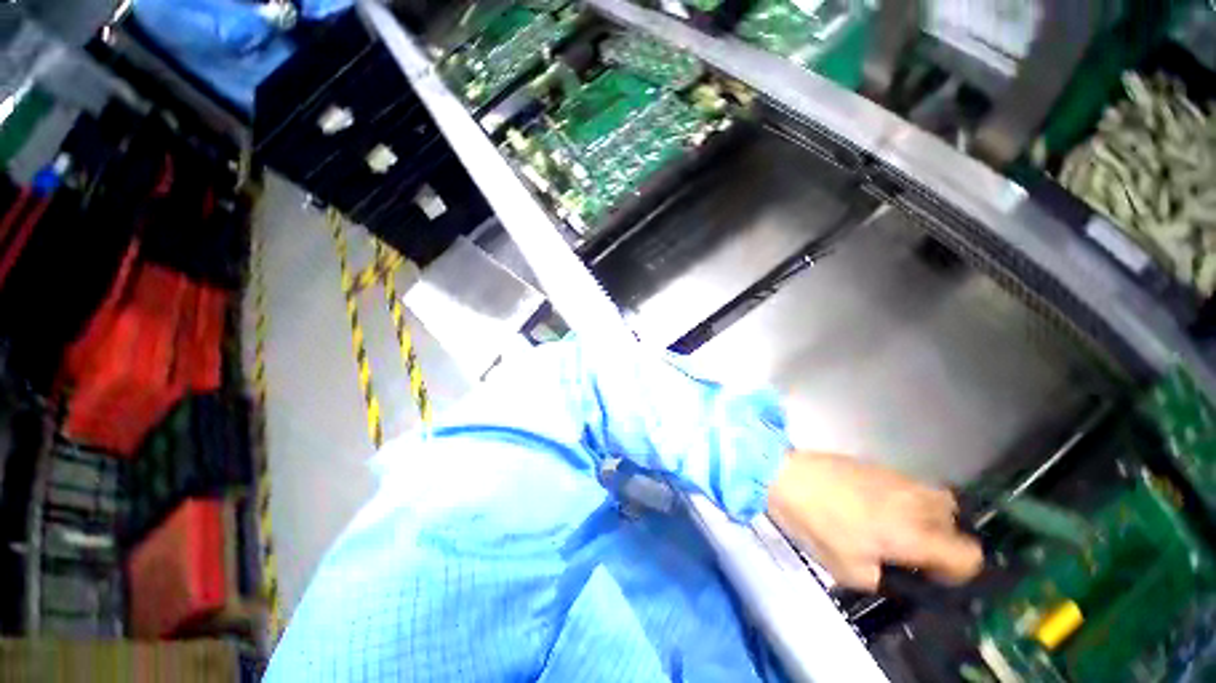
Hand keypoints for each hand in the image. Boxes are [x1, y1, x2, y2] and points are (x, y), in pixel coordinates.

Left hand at [766, 452, 983, 591]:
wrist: (785, 475)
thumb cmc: (815, 524)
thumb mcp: (848, 570)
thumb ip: (882, 578)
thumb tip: (894, 572)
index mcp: (913, 534)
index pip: (968, 554)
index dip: (957, 570)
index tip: (929, 572)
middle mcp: (914, 502)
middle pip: (954, 519)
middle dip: (941, 536)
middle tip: (910, 545)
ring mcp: (895, 477)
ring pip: (933, 496)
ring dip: (924, 513)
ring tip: (893, 523)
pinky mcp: (875, 463)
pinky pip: (906, 482)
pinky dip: (902, 496)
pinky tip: (872, 503)